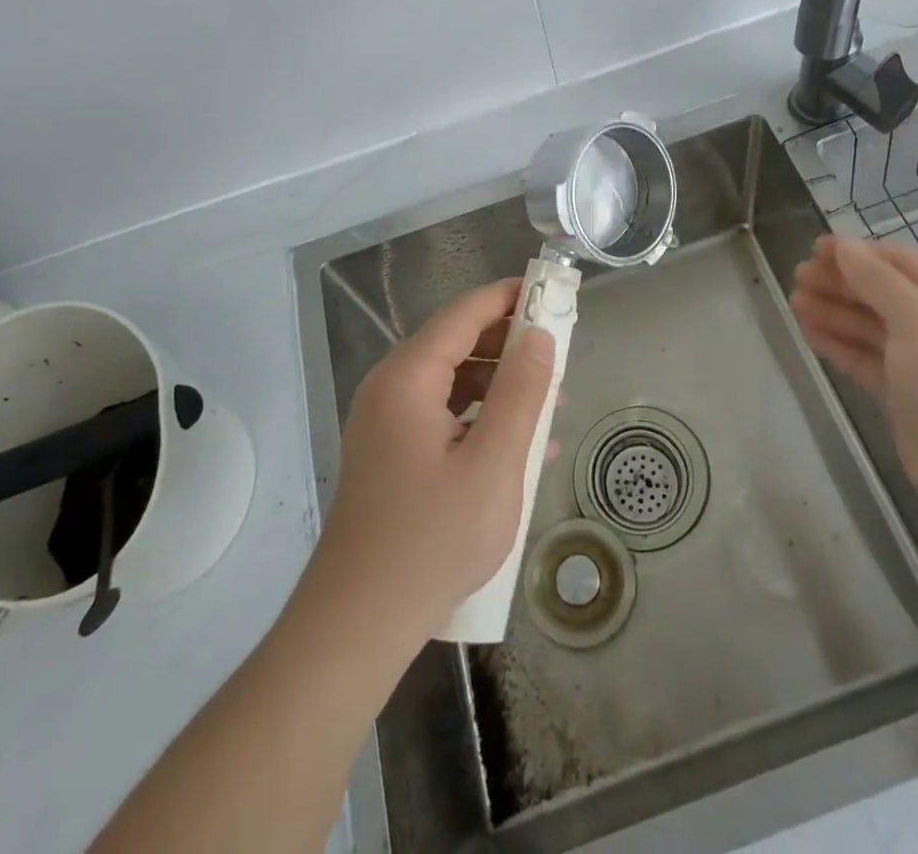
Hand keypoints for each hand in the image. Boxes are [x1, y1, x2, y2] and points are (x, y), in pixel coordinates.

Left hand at [305, 279, 553, 643]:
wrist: (357, 625)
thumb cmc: (432, 539)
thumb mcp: (494, 464)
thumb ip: (522, 393)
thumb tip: (541, 335)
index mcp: (408, 377)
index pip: (464, 313)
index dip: (509, 297)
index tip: (553, 292)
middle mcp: (390, 388)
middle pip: (456, 343)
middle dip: (509, 343)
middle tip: (560, 353)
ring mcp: (386, 423)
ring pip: (451, 381)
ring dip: (499, 384)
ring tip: (548, 401)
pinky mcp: (390, 454)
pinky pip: (442, 415)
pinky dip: (480, 417)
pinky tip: (519, 445)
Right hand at [790, 236, 917, 533]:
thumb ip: (877, 279)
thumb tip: (843, 247)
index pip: (899, 262)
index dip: (857, 253)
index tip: (814, 248)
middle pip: (881, 293)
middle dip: (840, 282)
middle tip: (797, 276)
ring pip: (869, 326)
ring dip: (833, 311)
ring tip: (794, 301)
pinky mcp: (902, 393)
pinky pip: (864, 357)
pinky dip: (837, 343)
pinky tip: (808, 331)